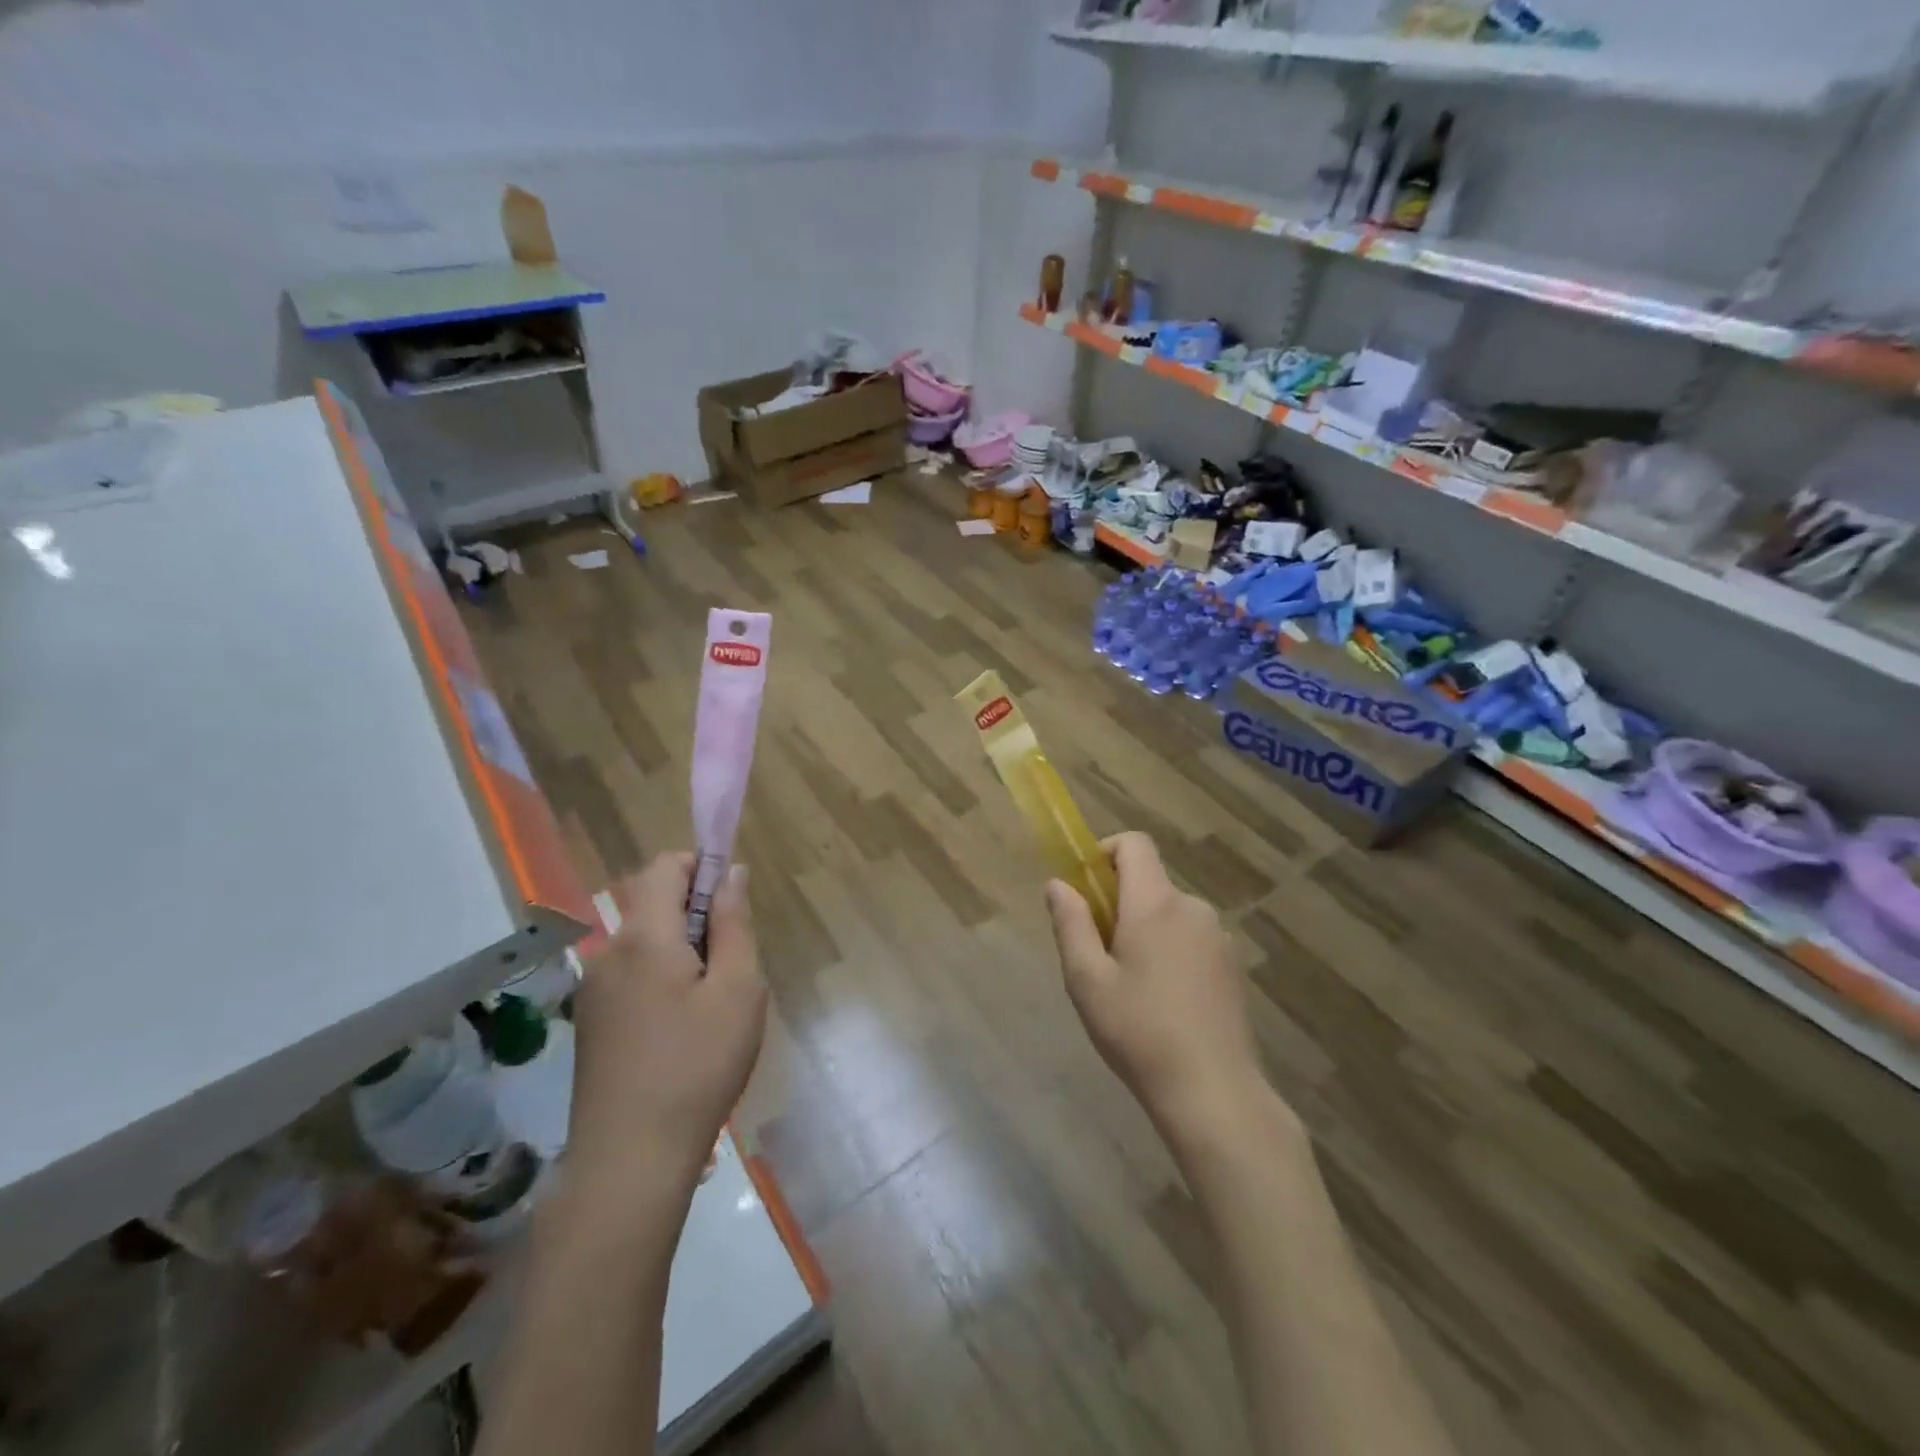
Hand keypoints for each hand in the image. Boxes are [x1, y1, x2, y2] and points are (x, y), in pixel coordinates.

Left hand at [568, 852, 767, 1199]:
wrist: (630, 1161)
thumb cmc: (698, 1066)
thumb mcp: (738, 989)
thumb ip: (734, 923)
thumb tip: (731, 872)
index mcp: (644, 936)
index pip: (664, 866)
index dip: (700, 867)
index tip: (731, 904)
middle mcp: (608, 951)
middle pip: (652, 903)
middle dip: (695, 913)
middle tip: (731, 962)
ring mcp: (593, 989)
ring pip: (644, 941)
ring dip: (680, 949)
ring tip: (711, 1003)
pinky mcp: (591, 1022)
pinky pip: (631, 974)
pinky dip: (660, 978)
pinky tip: (681, 1031)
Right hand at [1046, 833, 1269, 1144]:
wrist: (1214, 1092)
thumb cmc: (1139, 1032)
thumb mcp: (1087, 980)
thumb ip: (1071, 924)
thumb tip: (1058, 884)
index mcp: (1156, 904)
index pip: (1135, 844)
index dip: (1105, 852)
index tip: (1086, 889)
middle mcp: (1193, 908)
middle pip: (1150, 882)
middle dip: (1119, 903)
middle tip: (1098, 955)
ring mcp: (1219, 937)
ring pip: (1169, 914)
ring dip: (1145, 930)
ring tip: (1130, 987)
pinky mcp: (1232, 966)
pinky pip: (1191, 938)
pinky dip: (1170, 951)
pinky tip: (1164, 1002)